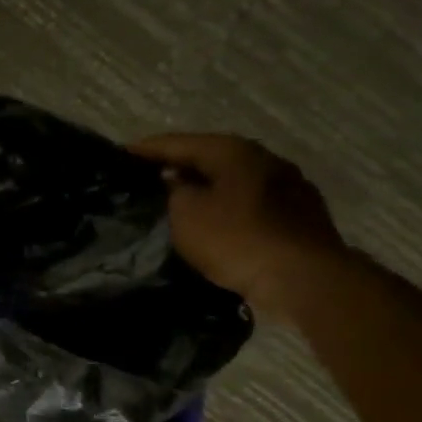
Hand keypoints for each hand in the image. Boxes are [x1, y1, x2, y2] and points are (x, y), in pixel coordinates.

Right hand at [130, 134, 345, 320]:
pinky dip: (227, 206)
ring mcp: (289, 186)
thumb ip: (174, 190)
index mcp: (234, 151)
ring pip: (233, 180)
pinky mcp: (300, 215)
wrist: (303, 278)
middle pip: (210, 157)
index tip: (118, 155)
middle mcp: (265, 159)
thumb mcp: (186, 213)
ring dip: (206, 187)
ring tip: (177, 200)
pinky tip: (215, 221)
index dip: (146, 149)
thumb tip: (174, 179)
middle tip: (146, 178)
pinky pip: (251, 202)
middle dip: (178, 166)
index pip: (178, 143)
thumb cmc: (236, 239)